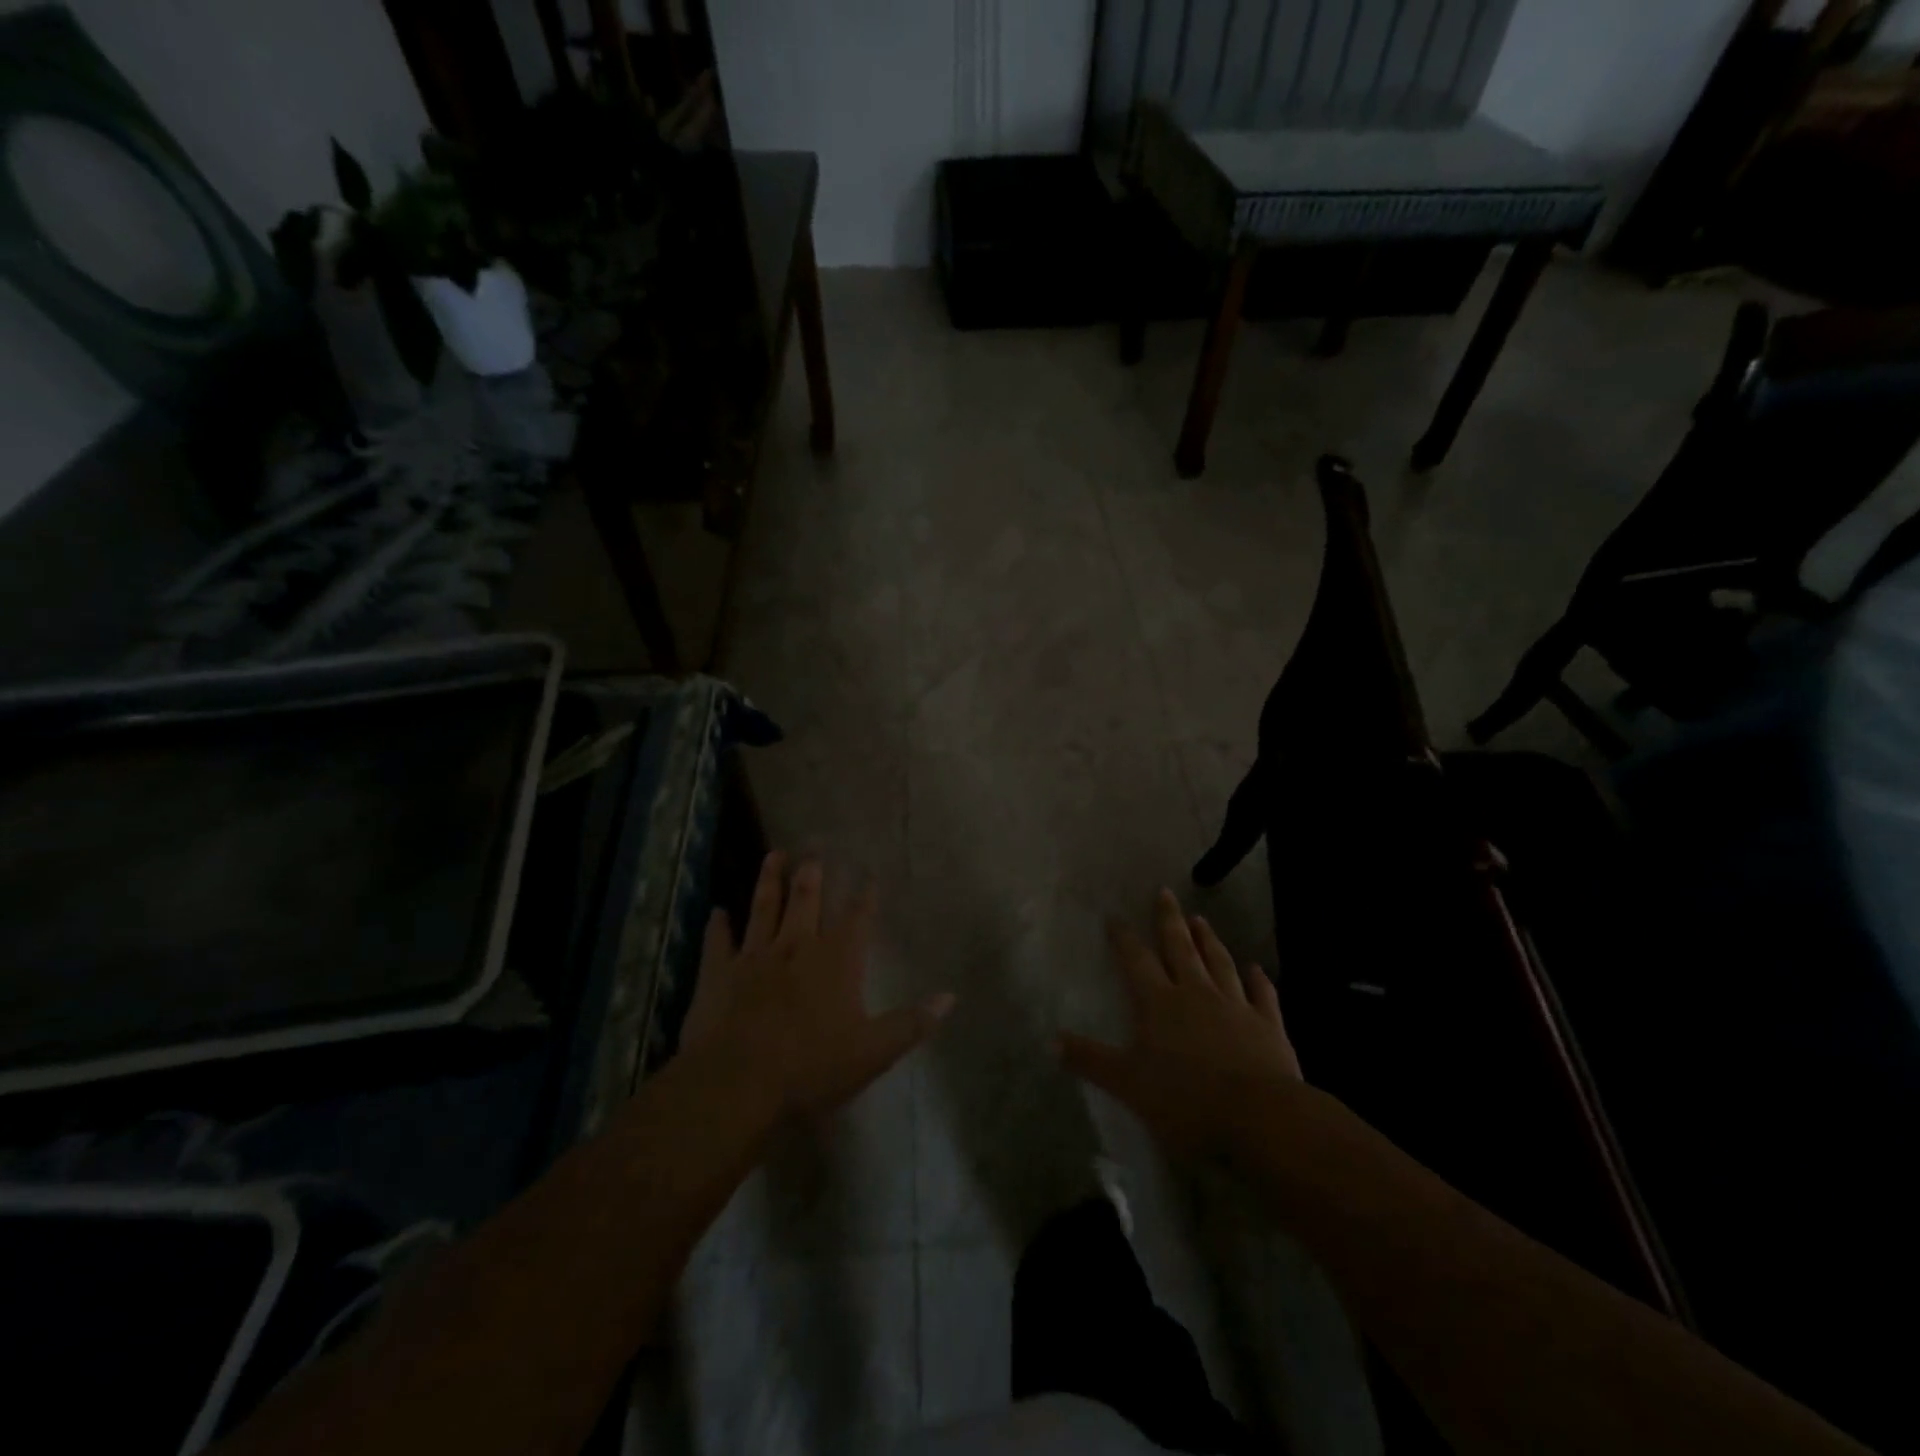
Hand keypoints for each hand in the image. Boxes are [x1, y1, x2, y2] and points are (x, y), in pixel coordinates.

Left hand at [682, 852, 954, 1120]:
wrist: (737, 1083)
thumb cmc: (811, 1067)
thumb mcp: (873, 1053)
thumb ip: (911, 1023)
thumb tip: (950, 997)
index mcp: (836, 962)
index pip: (856, 920)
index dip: (865, 896)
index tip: (869, 873)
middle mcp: (796, 947)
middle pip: (806, 902)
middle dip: (812, 876)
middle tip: (814, 850)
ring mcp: (754, 957)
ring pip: (763, 909)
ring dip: (769, 881)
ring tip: (774, 855)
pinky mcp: (719, 974)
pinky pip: (719, 942)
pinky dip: (719, 926)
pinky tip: (717, 911)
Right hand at [1058, 888, 1299, 1158]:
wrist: (1258, 1116)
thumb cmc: (1185, 1100)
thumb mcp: (1127, 1084)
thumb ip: (1090, 1059)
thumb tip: (1049, 1041)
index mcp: (1159, 1003)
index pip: (1136, 961)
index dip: (1124, 938)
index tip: (1115, 916)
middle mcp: (1196, 994)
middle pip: (1180, 949)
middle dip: (1169, 920)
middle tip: (1165, 893)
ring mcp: (1235, 1006)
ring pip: (1219, 963)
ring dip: (1209, 941)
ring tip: (1201, 920)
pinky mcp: (1267, 1025)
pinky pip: (1262, 995)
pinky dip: (1258, 980)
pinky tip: (1256, 969)